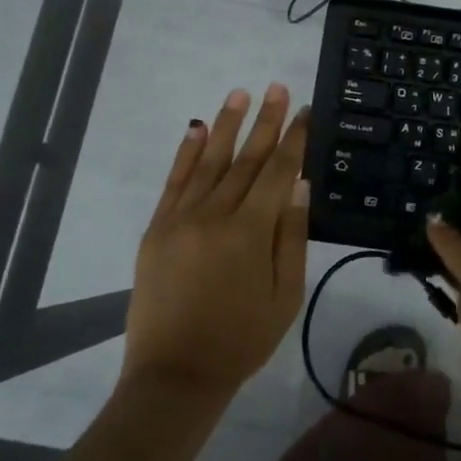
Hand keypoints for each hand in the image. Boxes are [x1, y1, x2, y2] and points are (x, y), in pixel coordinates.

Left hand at [123, 83, 310, 402]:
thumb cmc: (242, 338)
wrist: (176, 374)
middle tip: (277, 86)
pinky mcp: (157, 229)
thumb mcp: (286, 295)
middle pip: (245, 158)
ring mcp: (180, 219)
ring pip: (209, 162)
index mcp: (250, 232)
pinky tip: (196, 129)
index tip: (303, 111)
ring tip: (239, 93)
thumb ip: (292, 237)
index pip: (277, 172)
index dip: (293, 139)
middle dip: (264, 121)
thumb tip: (299, 185)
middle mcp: (214, 215)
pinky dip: (186, 153)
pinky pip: (174, 182)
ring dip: (225, 125)